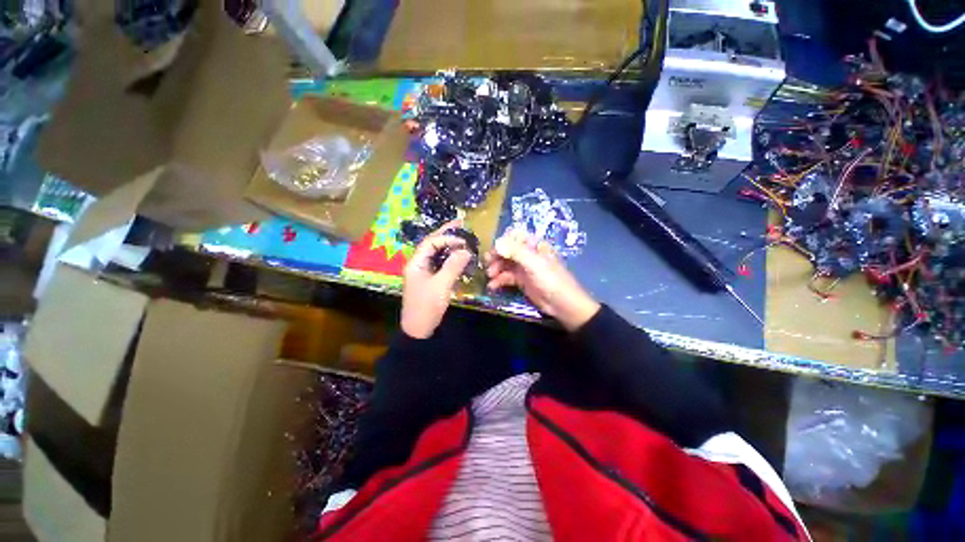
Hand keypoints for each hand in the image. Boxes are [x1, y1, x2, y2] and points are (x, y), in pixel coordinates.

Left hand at [401, 220, 472, 338]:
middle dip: (446, 235)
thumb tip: (466, 250)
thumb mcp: (441, 285)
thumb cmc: (427, 306)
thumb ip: (453, 266)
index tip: (463, 241)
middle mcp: (418, 264)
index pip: (430, 242)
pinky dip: (450, 258)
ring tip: (462, 239)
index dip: (447, 238)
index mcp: (416, 263)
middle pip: (432, 244)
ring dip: (449, 246)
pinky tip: (459, 258)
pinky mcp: (430, 280)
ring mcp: (423, 272)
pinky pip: (440, 264)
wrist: (419, 329)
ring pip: (436, 254)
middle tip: (461, 224)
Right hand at [485, 229, 599, 331]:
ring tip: (489, 275)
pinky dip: (499, 280)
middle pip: (507, 250)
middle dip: (496, 255)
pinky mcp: (521, 281)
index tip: (494, 250)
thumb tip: (496, 243)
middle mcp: (528, 254)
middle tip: (487, 263)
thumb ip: (516, 252)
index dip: (503, 241)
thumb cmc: (551, 280)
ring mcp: (524, 268)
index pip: (514, 236)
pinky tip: (492, 285)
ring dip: (496, 268)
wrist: (562, 304)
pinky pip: (507, 277)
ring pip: (505, 263)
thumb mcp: (534, 264)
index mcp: (534, 245)